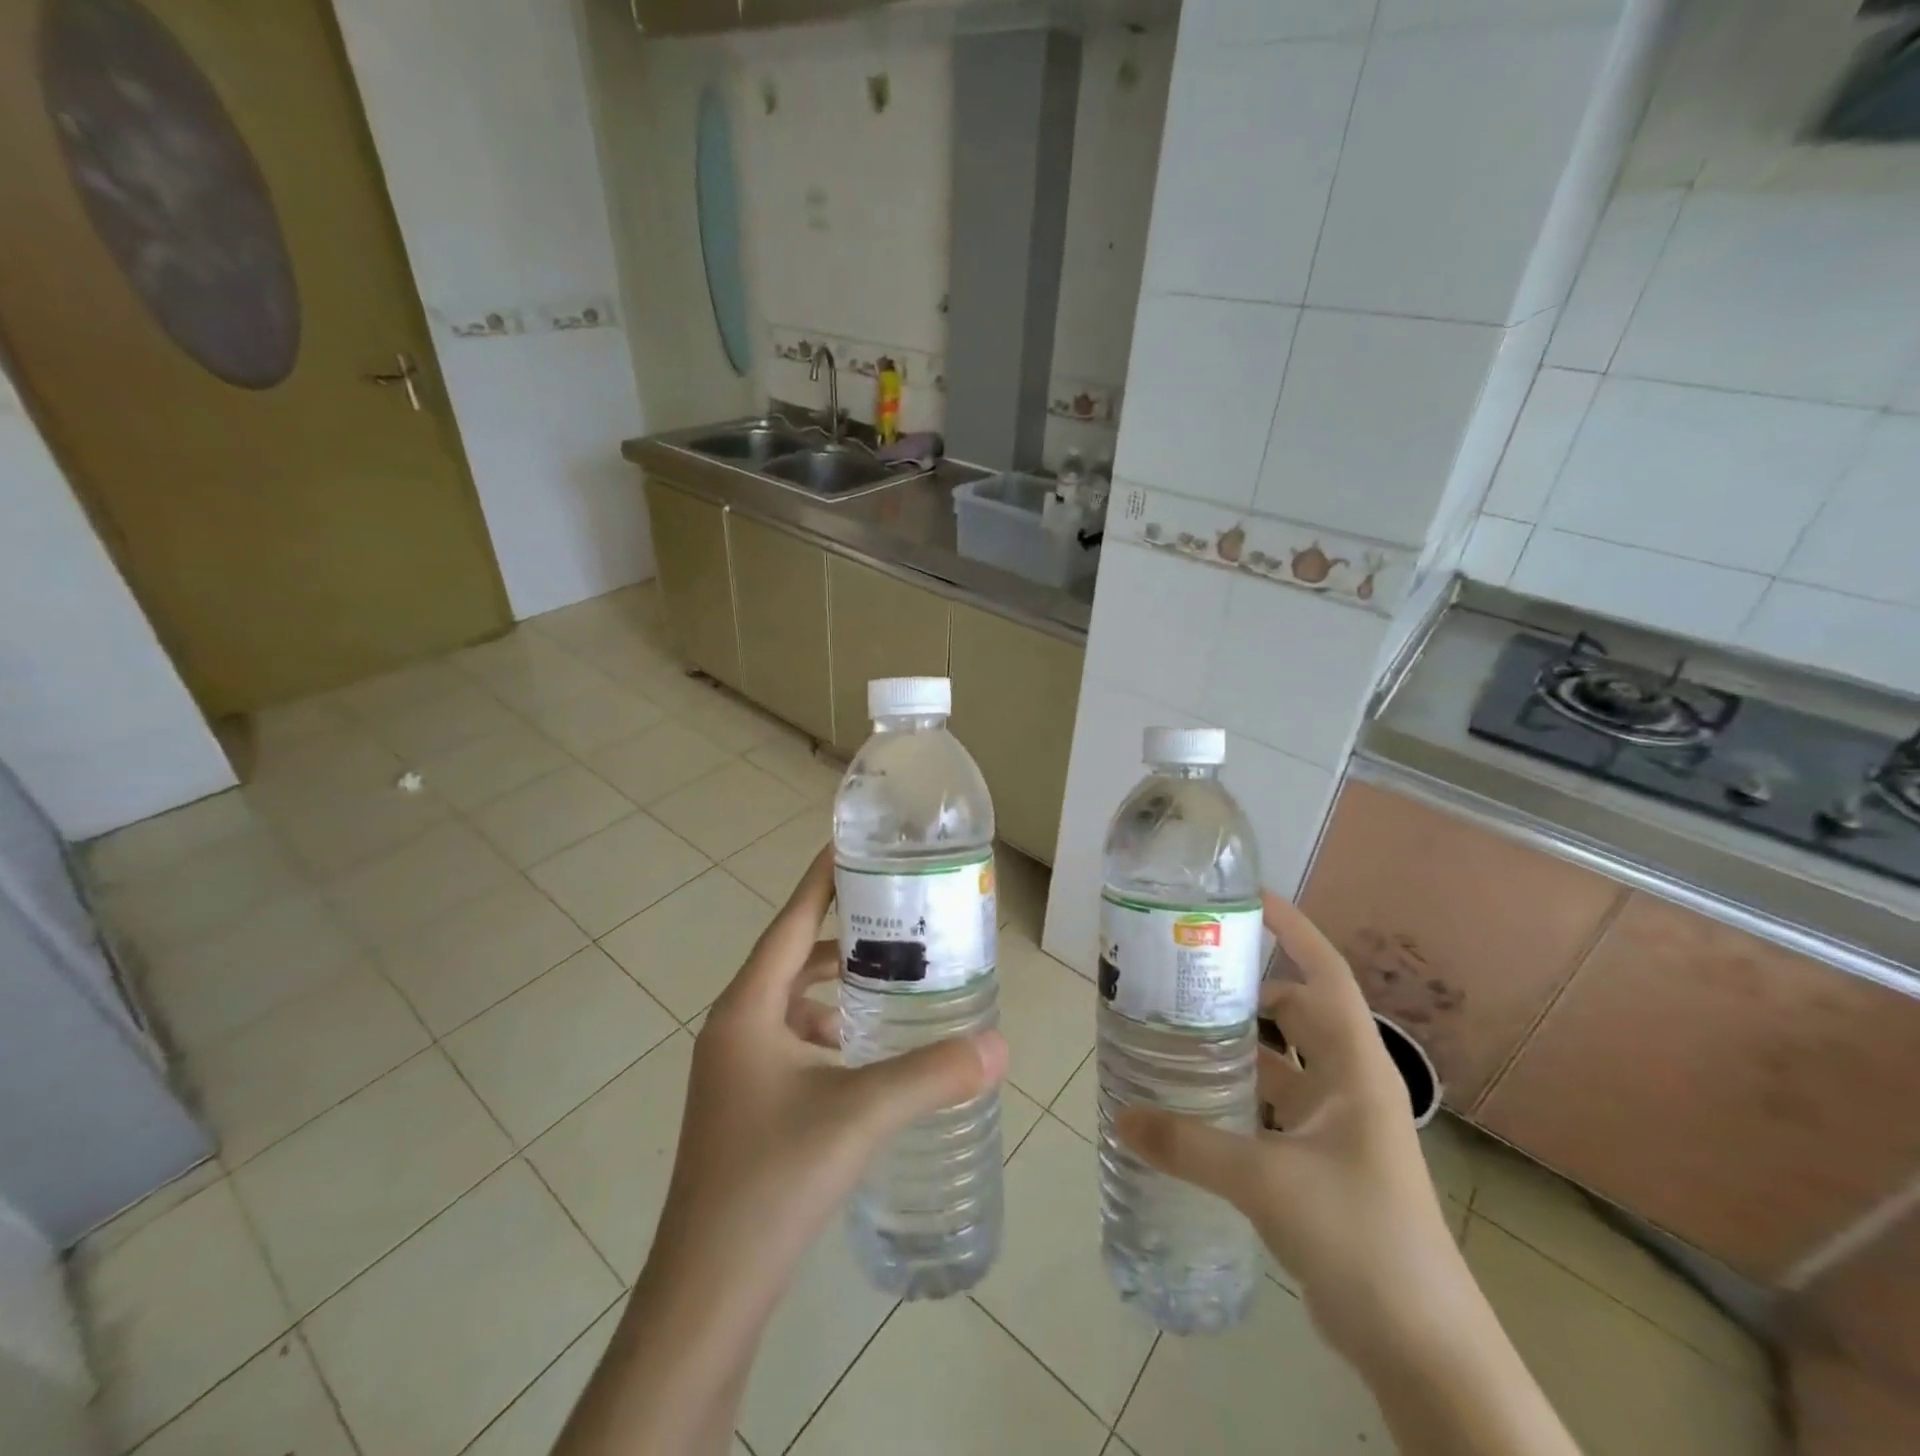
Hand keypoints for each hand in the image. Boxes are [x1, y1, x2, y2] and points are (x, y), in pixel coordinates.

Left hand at [651, 843, 1008, 1328]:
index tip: (853, 845)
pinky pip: (790, 1043)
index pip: (791, 923)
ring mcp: (734, 1071)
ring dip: (837, 989)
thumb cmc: (772, 1180)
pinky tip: (866, 1053)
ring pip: (793, 1006)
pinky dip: (828, 1033)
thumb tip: (1000, 1046)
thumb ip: (932, 1075)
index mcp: (747, 1010)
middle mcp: (733, 1029)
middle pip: (793, 959)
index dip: (821, 881)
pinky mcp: (743, 1107)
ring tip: (893, 981)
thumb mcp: (860, 1115)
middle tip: (899, 918)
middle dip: (843, 936)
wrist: (707, 1293)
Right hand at [1116, 891, 1460, 1363]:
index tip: (1247, 898)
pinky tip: (1195, 1101)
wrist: (1422, 1347)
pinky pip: (1274, 1106)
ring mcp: (1339, 1125)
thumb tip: (1121, 1117)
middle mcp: (1349, 1084)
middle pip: (1296, 1012)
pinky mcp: (1323, 1162)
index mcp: (1354, 1067)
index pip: (1325, 974)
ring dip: (1239, 1045)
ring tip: (1177, 1030)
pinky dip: (1239, 1095)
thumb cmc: (1361, 1239)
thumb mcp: (1267, 1182)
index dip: (1293, 930)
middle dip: (1247, 987)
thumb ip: (1189, 1146)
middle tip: (1186, 973)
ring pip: (1282, 1063)